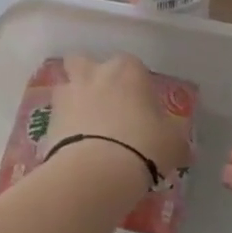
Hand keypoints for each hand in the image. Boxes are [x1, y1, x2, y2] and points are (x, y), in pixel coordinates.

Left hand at [44, 54, 190, 183]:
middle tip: (104, 103)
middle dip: (91, 76)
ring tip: (84, 125)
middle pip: (85, 62)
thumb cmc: (144, 144)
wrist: (97, 171)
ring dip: (73, 99)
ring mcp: (68, 94)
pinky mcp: (48, 120)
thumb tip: (182, 146)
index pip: (133, 66)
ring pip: (65, 85)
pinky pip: (56, 117)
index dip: (136, 84)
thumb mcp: (174, 142)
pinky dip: (62, 127)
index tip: (141, 106)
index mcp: (128, 70)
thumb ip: (175, 136)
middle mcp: (95, 73)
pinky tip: (74, 146)